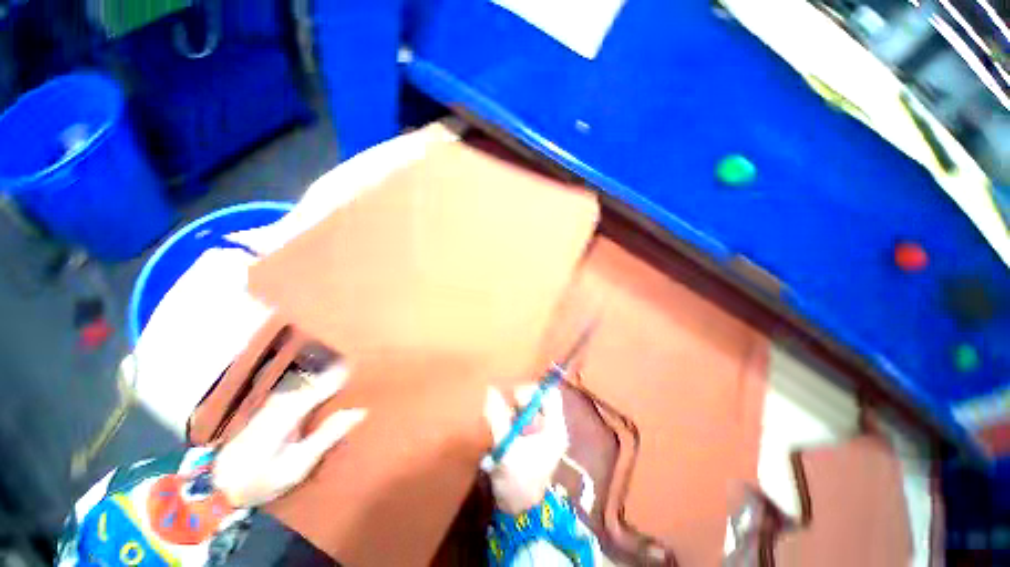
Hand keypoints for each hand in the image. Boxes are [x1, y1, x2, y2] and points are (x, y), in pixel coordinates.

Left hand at [212, 364, 366, 507]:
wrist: (221, 484)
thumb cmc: (262, 479)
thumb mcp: (298, 465)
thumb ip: (327, 435)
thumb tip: (358, 411)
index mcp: (287, 413)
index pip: (323, 385)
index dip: (346, 374)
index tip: (366, 365)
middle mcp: (280, 399)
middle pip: (316, 377)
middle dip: (340, 370)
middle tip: (363, 367)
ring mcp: (274, 400)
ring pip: (308, 379)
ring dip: (329, 374)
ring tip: (351, 372)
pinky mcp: (272, 404)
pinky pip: (301, 386)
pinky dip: (318, 383)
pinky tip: (329, 385)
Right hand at [483, 384, 568, 514]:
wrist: (518, 511)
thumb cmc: (518, 480)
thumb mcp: (507, 447)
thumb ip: (498, 417)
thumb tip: (490, 391)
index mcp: (554, 427)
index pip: (550, 394)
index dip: (533, 390)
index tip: (514, 396)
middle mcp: (550, 426)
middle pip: (536, 400)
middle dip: (518, 401)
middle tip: (504, 409)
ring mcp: (539, 433)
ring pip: (525, 409)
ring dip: (511, 410)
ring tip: (498, 418)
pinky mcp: (528, 439)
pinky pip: (518, 419)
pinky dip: (508, 418)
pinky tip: (498, 425)